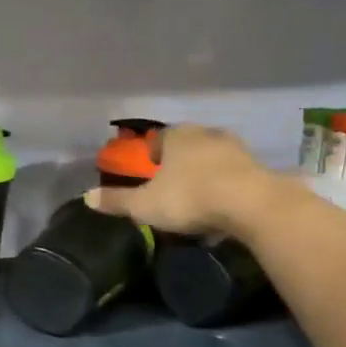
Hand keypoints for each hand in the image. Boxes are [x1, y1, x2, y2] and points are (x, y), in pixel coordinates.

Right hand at [85, 125, 287, 236]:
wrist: (252, 205)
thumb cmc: (189, 197)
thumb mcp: (144, 205)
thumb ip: (116, 201)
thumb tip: (86, 197)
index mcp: (177, 137)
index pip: (159, 138)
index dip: (151, 154)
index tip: (149, 170)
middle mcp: (206, 135)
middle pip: (188, 146)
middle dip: (180, 163)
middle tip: (172, 186)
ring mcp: (237, 150)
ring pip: (214, 160)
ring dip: (206, 176)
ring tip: (198, 201)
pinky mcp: (259, 169)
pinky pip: (235, 178)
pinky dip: (227, 190)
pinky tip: (222, 211)